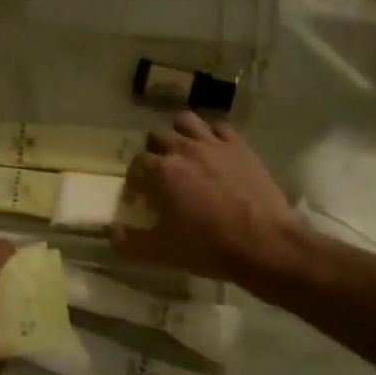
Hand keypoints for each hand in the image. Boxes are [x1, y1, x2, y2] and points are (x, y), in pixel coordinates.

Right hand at [109, 114, 300, 280]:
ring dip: (180, 134)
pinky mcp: (241, 147)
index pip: (137, 163)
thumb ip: (130, 242)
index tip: (140, 194)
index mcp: (162, 171)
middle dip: (154, 152)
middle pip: (158, 137)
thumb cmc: (209, 248)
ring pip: (187, 122)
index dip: (135, 178)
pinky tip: (214, 153)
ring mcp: (215, 144)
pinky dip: (212, 136)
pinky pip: (220, 128)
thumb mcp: (162, 253)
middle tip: (161, 174)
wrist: (266, 244)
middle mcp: (184, 149)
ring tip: (184, 153)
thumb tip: (110, 232)